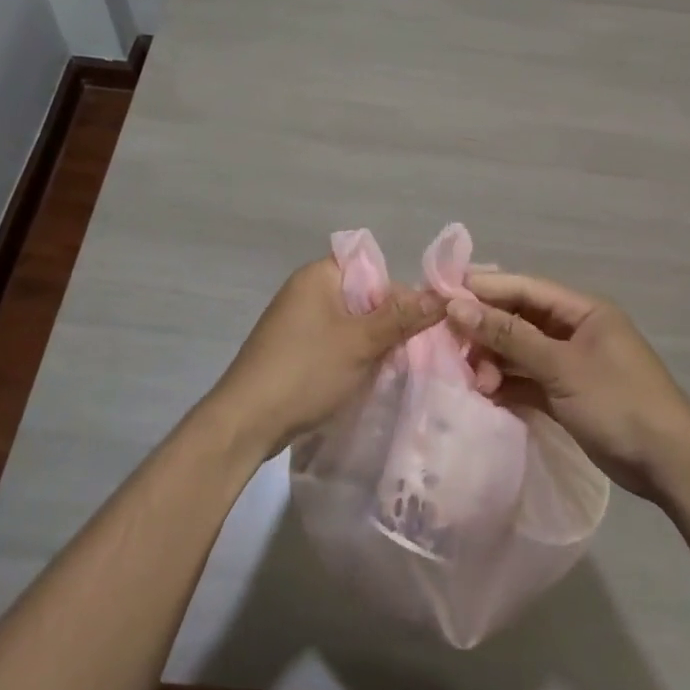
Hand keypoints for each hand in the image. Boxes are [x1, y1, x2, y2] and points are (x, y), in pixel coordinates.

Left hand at [207, 258, 444, 459]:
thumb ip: (402, 317)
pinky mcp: (294, 349)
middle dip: (389, 321)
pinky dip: (352, 356)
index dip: (399, 292)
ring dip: (372, 342)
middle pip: (363, 296)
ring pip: (350, 323)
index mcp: (318, 275)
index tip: (421, 323)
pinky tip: (368, 377)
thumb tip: (443, 296)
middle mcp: (306, 290)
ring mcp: (297, 321)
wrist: (246, 422)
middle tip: (413, 349)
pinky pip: (334, 342)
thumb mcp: (360, 342)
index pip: (372, 268)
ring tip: (395, 365)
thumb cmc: (305, 371)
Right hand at [448, 272, 689, 499]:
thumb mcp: (561, 366)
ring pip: (519, 352)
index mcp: (582, 310)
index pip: (524, 288)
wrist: (669, 464)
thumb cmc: (618, 402)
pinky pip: (527, 380)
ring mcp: (570, 363)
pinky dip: (507, 385)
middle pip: (518, 319)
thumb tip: (458, 306)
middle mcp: (574, 330)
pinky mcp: (566, 394)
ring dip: (494, 362)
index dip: (484, 288)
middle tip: (454, 349)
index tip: (442, 295)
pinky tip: (486, 396)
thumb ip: (509, 336)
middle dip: (486, 332)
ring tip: (476, 383)